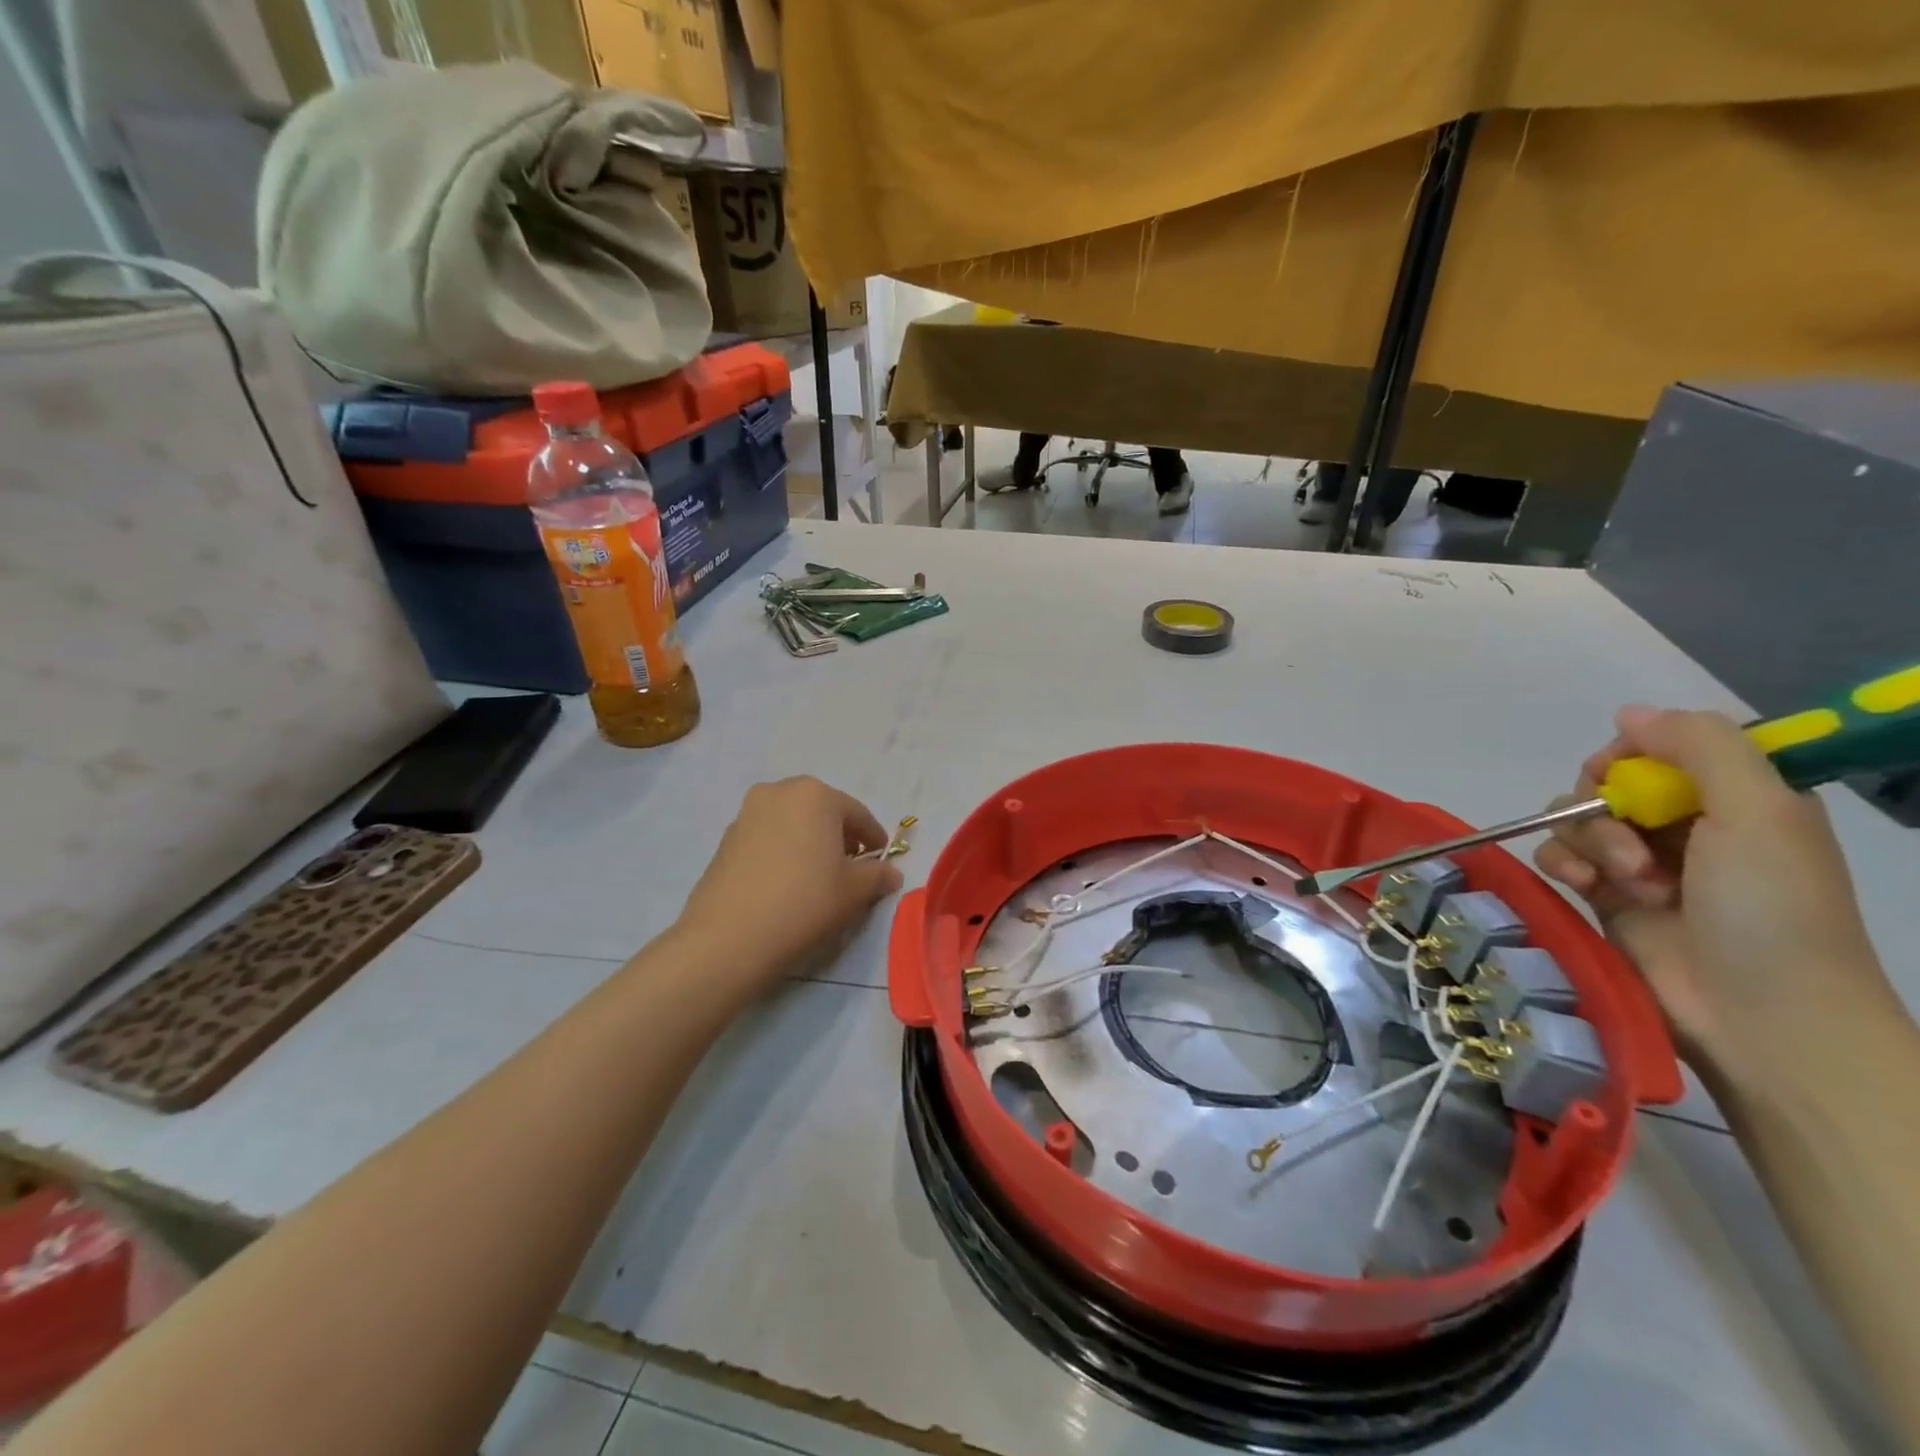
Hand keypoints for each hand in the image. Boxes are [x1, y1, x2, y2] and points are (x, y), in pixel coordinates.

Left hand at [674, 777, 903, 989]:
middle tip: (849, 866)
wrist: (730, 937)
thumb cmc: (805, 902)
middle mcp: (779, 792)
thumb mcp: (854, 891)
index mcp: (816, 794)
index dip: (874, 838)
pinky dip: (782, 852)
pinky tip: (785, 884)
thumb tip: (891, 873)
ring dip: (808, 842)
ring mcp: (746, 814)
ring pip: (791, 823)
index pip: (857, 814)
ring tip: (816, 877)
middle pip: (821, 812)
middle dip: (838, 835)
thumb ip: (878, 876)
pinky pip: (766, 839)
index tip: (881, 859)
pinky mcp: (725, 840)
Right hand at [1535, 706, 1893, 1076]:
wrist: (1759, 1015)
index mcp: (1736, 797)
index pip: (1661, 747)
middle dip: (1606, 806)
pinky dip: (1562, 863)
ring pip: (1576, 817)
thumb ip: (1699, 747)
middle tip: (1634, 846)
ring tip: (1624, 882)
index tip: (1624, 774)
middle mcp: (1687, 823)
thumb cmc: (1772, 909)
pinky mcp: (1603, 894)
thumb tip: (1628, 713)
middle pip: (1608, 781)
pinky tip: (1584, 886)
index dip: (1632, 754)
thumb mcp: (1758, 811)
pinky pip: (1557, 855)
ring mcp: (1641, 861)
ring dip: (1590, 842)